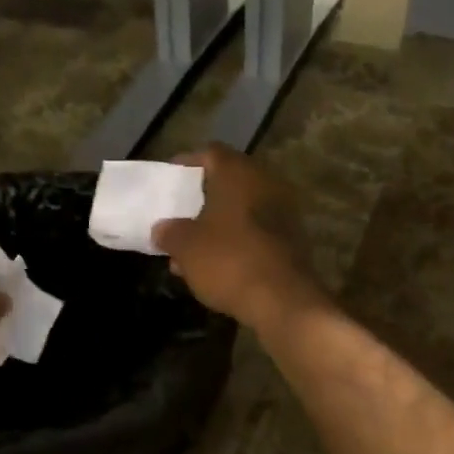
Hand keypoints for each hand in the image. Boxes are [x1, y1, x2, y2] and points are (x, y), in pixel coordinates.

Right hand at [152, 146, 324, 331]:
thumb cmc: (228, 260)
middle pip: (228, 183)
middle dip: (201, 200)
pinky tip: (216, 266)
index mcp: (239, 173)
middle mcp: (265, 183)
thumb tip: (162, 229)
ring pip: (241, 211)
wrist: (282, 300)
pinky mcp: (292, 241)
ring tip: (190, 250)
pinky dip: (236, 242)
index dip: (187, 164)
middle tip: (179, 216)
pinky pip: (256, 233)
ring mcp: (283, 212)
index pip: (210, 153)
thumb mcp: (186, 247)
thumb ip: (170, 232)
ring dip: (217, 226)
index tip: (170, 181)